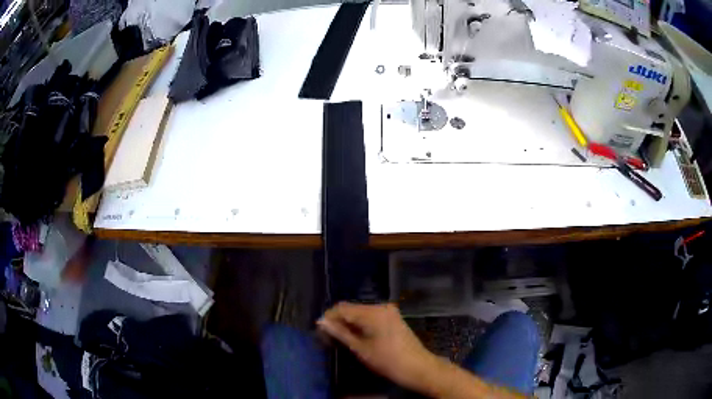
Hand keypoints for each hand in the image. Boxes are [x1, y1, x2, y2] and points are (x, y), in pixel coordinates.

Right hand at [317, 302, 436, 389]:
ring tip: (340, 338)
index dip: (329, 317)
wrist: (417, 367)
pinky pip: (371, 316)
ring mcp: (389, 311)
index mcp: (373, 312)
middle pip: (352, 308)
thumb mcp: (360, 348)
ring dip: (349, 322)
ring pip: (361, 312)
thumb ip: (340, 333)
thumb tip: (321, 322)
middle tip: (328, 336)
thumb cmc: (387, 360)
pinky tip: (356, 336)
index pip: (342, 307)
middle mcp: (381, 306)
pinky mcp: (393, 317)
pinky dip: (361, 324)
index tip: (320, 330)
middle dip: (339, 320)